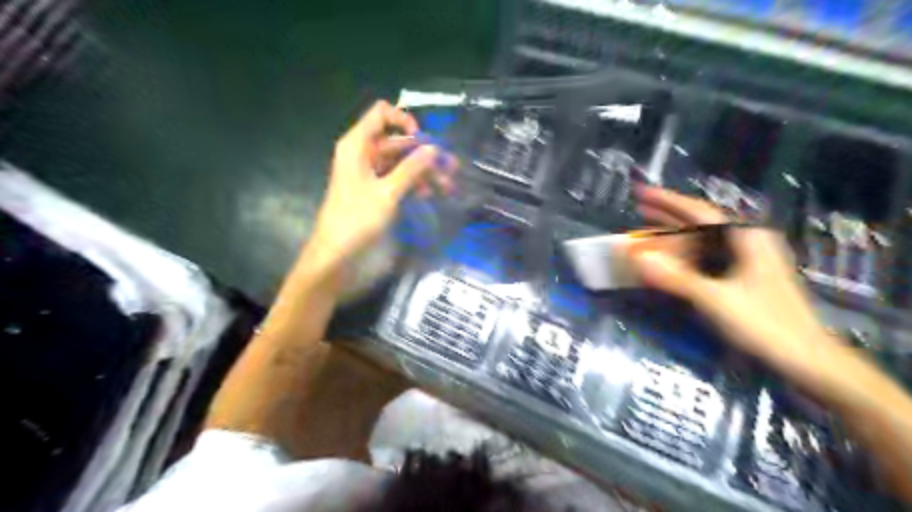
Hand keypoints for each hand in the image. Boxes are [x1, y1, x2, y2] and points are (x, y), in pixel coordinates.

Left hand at [309, 103, 456, 265]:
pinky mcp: (375, 192)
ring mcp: (370, 174)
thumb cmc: (357, 220)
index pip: (381, 114)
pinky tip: (429, 195)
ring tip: (447, 187)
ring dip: (424, 172)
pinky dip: (413, 184)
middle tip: (451, 169)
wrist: (336, 255)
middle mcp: (363, 155)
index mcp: (357, 146)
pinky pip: (398, 179)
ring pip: (401, 163)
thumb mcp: (387, 193)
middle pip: (397, 142)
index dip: (404, 121)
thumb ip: (411, 169)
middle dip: (424, 153)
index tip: (424, 141)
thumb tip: (434, 149)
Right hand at [631, 189, 835, 364]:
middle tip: (638, 210)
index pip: (699, 212)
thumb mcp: (716, 299)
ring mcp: (746, 262)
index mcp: (746, 239)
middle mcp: (747, 243)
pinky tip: (668, 261)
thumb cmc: (765, 325)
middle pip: (700, 223)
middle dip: (668, 216)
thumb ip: (675, 277)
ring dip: (674, 237)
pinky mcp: (742, 279)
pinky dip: (683, 257)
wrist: (807, 360)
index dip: (668, 201)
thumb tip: (636, 256)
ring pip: (702, 241)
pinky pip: (705, 259)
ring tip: (646, 233)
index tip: (642, 193)